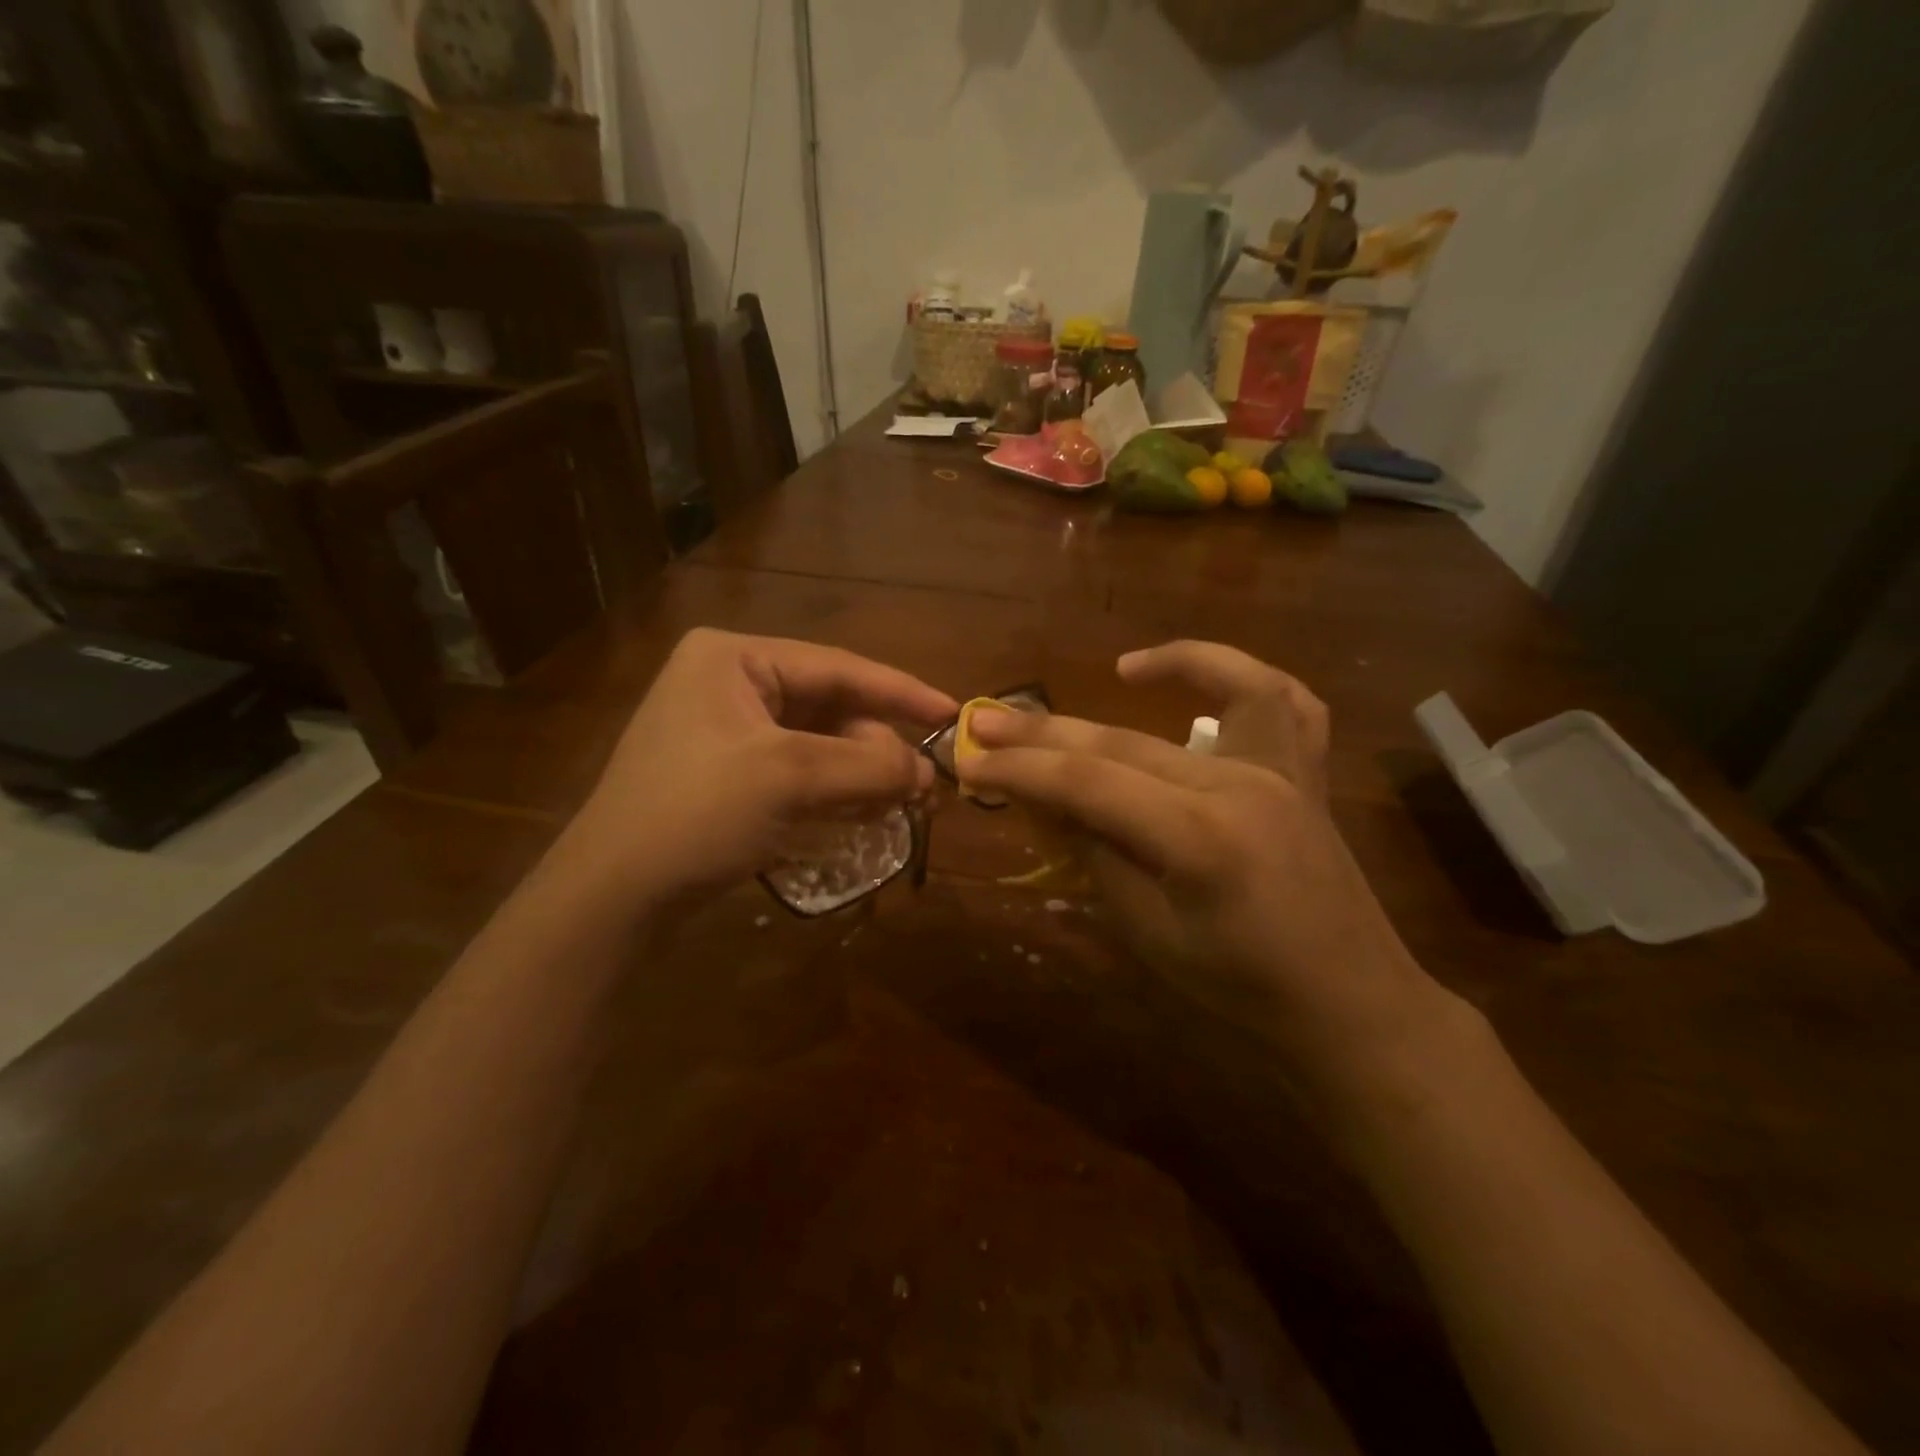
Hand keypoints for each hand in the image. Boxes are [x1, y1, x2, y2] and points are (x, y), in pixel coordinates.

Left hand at [556, 629, 955, 911]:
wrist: (611, 897)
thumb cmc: (695, 815)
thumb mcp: (790, 778)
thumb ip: (868, 765)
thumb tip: (929, 771)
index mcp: (733, 657)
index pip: (837, 666)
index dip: (901, 691)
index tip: (954, 713)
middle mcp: (728, 681)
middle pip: (829, 706)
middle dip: (878, 746)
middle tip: (926, 786)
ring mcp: (724, 729)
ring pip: (817, 741)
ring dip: (861, 771)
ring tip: (904, 804)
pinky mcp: (725, 773)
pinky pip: (797, 769)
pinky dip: (834, 789)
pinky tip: (865, 813)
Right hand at [960, 641, 1455, 1088]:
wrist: (1349, 1006)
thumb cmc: (1242, 989)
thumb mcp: (1149, 934)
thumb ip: (1097, 856)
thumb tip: (1049, 803)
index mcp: (1201, 839)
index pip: (1089, 784)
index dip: (1022, 771)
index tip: (969, 763)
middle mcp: (1244, 786)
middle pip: (1126, 742)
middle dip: (1048, 732)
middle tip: (988, 721)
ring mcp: (1285, 772)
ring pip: (1226, 689)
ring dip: (1174, 664)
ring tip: (1121, 669)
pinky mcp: (1306, 775)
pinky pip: (1287, 703)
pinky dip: (1248, 678)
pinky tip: (1205, 679)